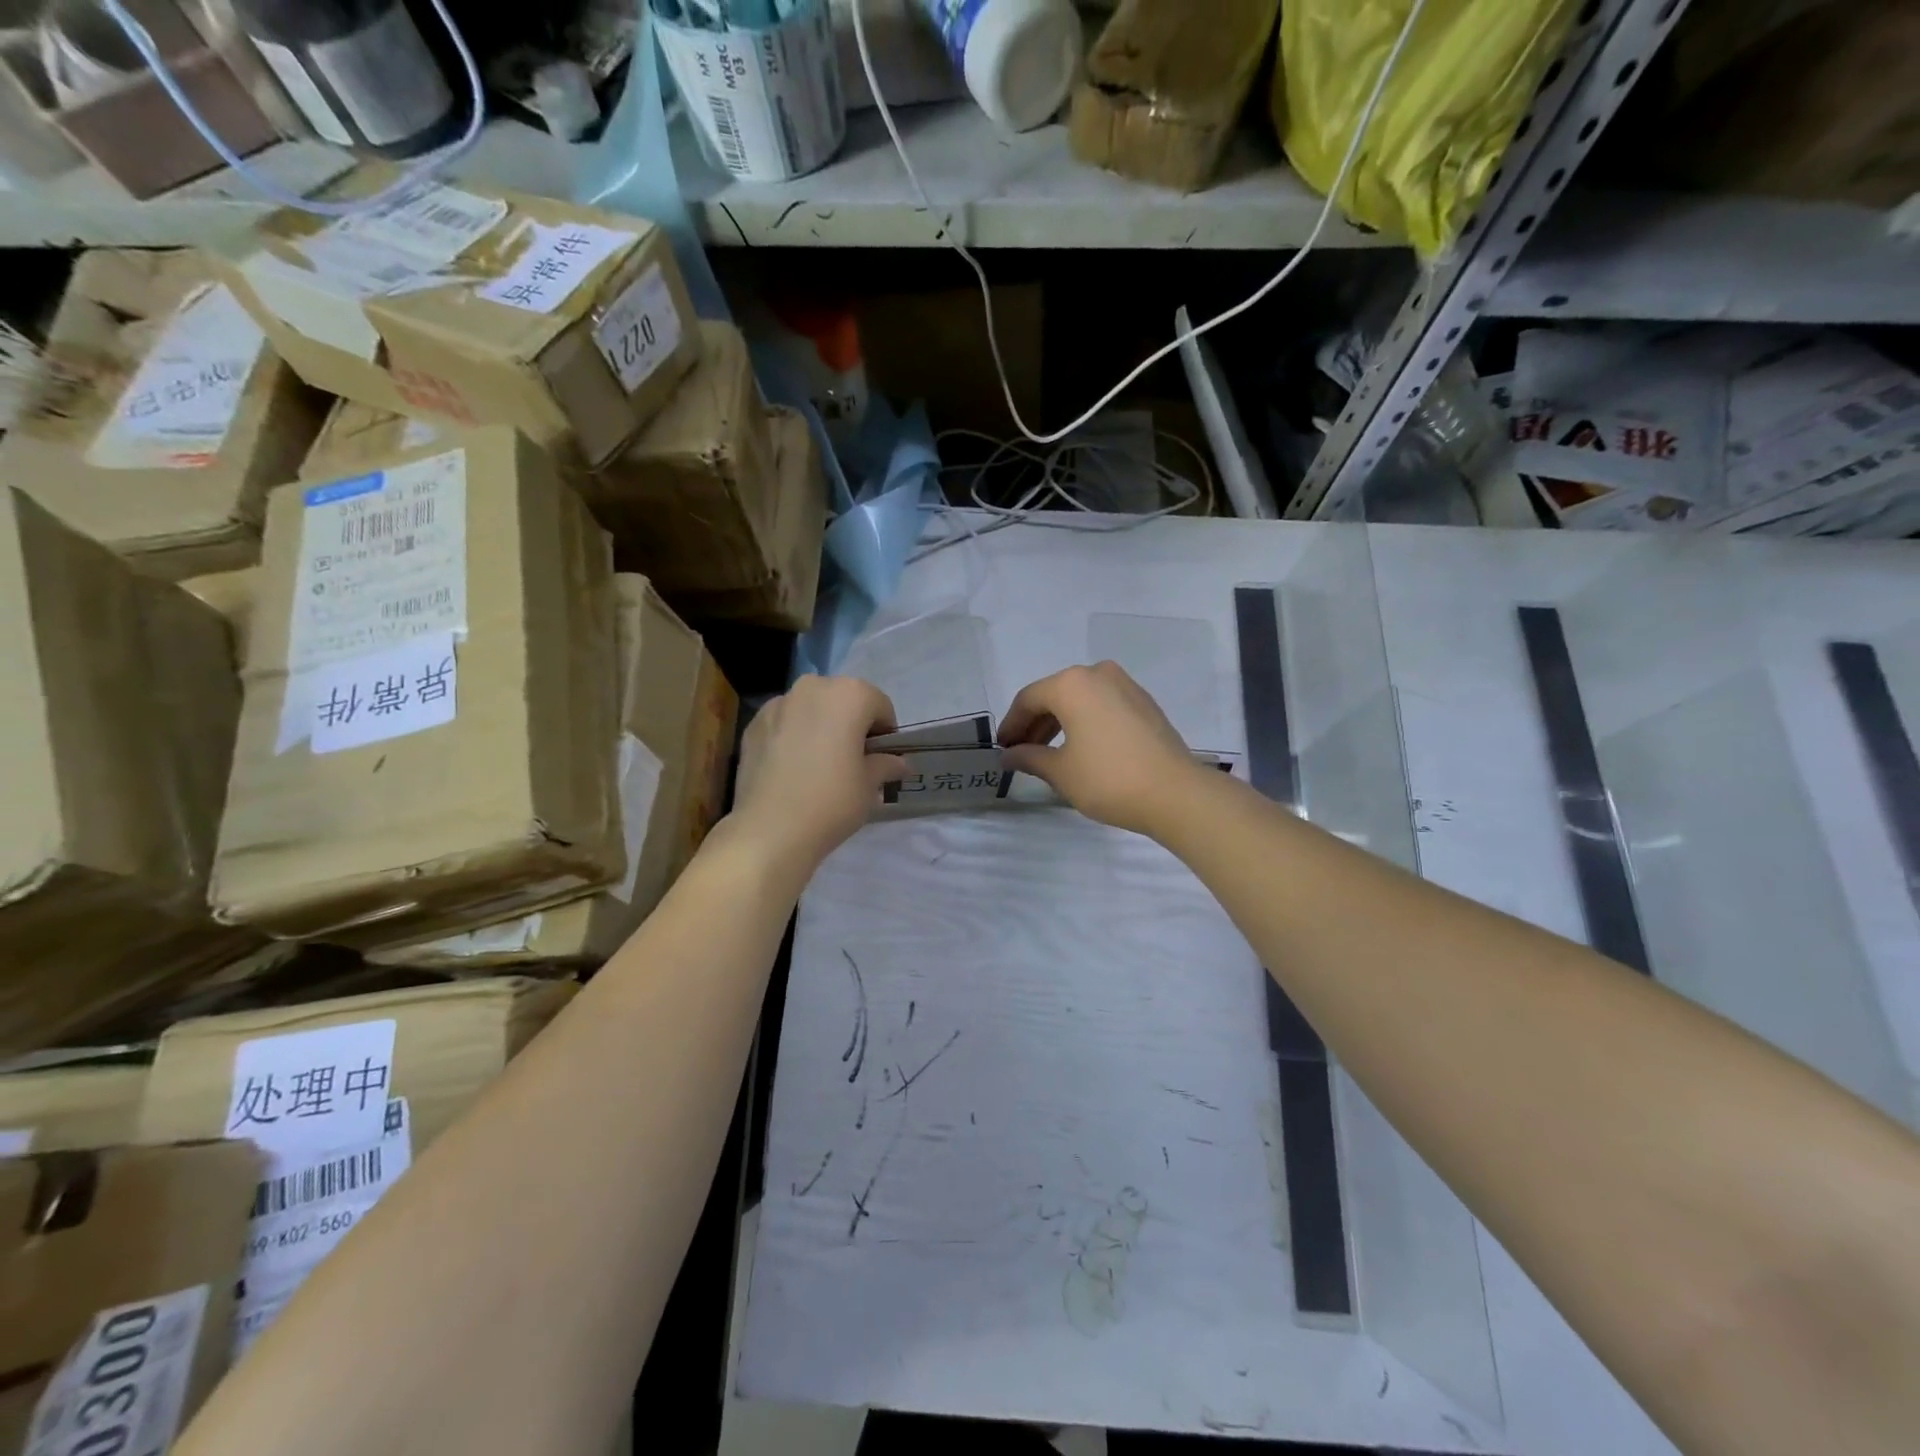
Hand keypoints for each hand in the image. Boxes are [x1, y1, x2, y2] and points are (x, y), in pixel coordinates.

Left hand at [729, 675, 907, 871]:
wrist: (770, 829)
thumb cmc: (832, 800)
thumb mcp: (870, 785)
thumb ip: (885, 764)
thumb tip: (897, 763)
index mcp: (849, 694)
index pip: (880, 706)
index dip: (885, 733)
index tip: (880, 759)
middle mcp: (813, 687)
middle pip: (843, 700)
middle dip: (851, 724)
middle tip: (850, 761)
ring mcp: (778, 703)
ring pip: (811, 709)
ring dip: (820, 727)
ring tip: (817, 765)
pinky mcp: (753, 724)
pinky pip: (784, 723)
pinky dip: (792, 737)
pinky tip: (792, 769)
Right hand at [998, 662, 1208, 838]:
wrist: (1175, 793)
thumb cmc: (1108, 779)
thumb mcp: (1060, 771)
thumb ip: (1029, 757)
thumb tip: (1009, 755)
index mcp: (1072, 684)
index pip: (1028, 699)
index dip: (1011, 724)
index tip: (1002, 749)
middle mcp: (1098, 673)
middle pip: (1054, 695)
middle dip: (1034, 723)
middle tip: (1021, 752)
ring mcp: (1125, 685)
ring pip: (1080, 699)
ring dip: (1059, 723)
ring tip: (1048, 753)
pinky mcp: (1144, 703)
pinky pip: (1102, 705)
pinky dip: (1084, 722)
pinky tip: (1080, 748)